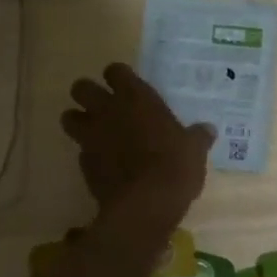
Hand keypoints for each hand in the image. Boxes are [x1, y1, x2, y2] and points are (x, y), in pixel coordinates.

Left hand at [61, 63, 213, 223]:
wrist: (145, 205)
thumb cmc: (175, 167)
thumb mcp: (194, 150)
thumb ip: (197, 136)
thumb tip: (207, 130)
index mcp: (135, 98)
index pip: (115, 71)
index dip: (119, 77)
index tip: (127, 86)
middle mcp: (108, 111)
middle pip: (81, 88)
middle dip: (88, 94)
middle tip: (104, 106)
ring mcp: (91, 137)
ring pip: (68, 117)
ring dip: (78, 121)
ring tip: (95, 132)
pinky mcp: (84, 164)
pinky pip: (80, 151)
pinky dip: (89, 154)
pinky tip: (105, 164)